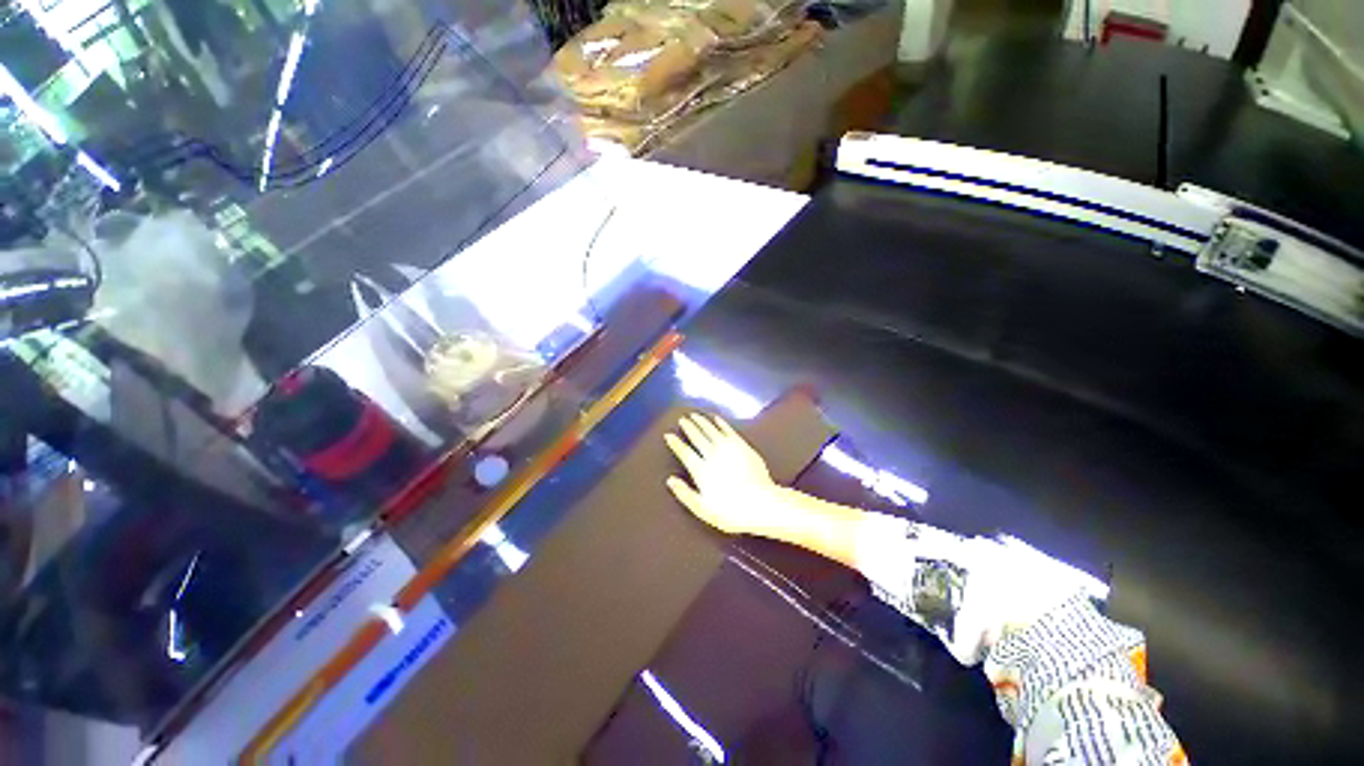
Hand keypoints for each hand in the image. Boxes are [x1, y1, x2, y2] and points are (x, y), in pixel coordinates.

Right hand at [664, 413, 778, 535]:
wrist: (761, 504)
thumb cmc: (730, 511)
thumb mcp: (702, 509)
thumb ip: (684, 494)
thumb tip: (670, 480)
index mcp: (701, 470)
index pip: (685, 453)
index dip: (676, 444)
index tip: (668, 435)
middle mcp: (712, 456)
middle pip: (697, 438)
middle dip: (689, 428)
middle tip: (682, 419)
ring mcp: (728, 449)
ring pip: (711, 431)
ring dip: (702, 422)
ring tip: (694, 415)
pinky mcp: (742, 446)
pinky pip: (729, 431)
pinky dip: (721, 424)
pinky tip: (716, 419)